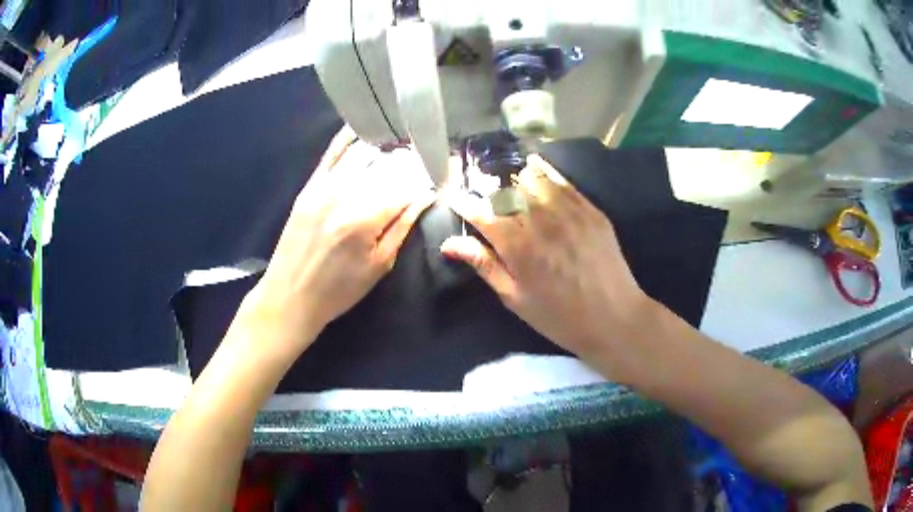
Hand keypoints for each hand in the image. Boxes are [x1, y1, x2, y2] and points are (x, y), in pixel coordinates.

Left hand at [243, 127, 435, 357]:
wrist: (290, 295)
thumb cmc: (339, 289)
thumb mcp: (379, 265)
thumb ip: (402, 227)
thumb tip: (425, 197)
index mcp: (366, 218)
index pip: (406, 187)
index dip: (425, 181)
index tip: (439, 176)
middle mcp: (345, 193)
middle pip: (386, 165)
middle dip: (410, 162)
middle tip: (423, 161)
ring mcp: (324, 186)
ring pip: (362, 154)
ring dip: (385, 149)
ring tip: (401, 147)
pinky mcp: (309, 186)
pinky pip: (331, 154)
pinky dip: (348, 139)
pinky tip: (363, 129)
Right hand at [441, 154, 650, 362]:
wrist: (613, 318)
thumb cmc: (559, 317)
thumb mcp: (515, 299)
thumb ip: (484, 265)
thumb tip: (449, 244)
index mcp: (517, 246)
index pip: (481, 212)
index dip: (463, 202)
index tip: (455, 198)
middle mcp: (541, 220)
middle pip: (506, 188)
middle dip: (488, 186)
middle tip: (482, 190)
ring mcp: (569, 211)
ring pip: (534, 176)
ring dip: (515, 177)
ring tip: (510, 181)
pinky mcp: (590, 209)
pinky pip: (563, 181)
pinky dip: (545, 172)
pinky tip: (537, 168)